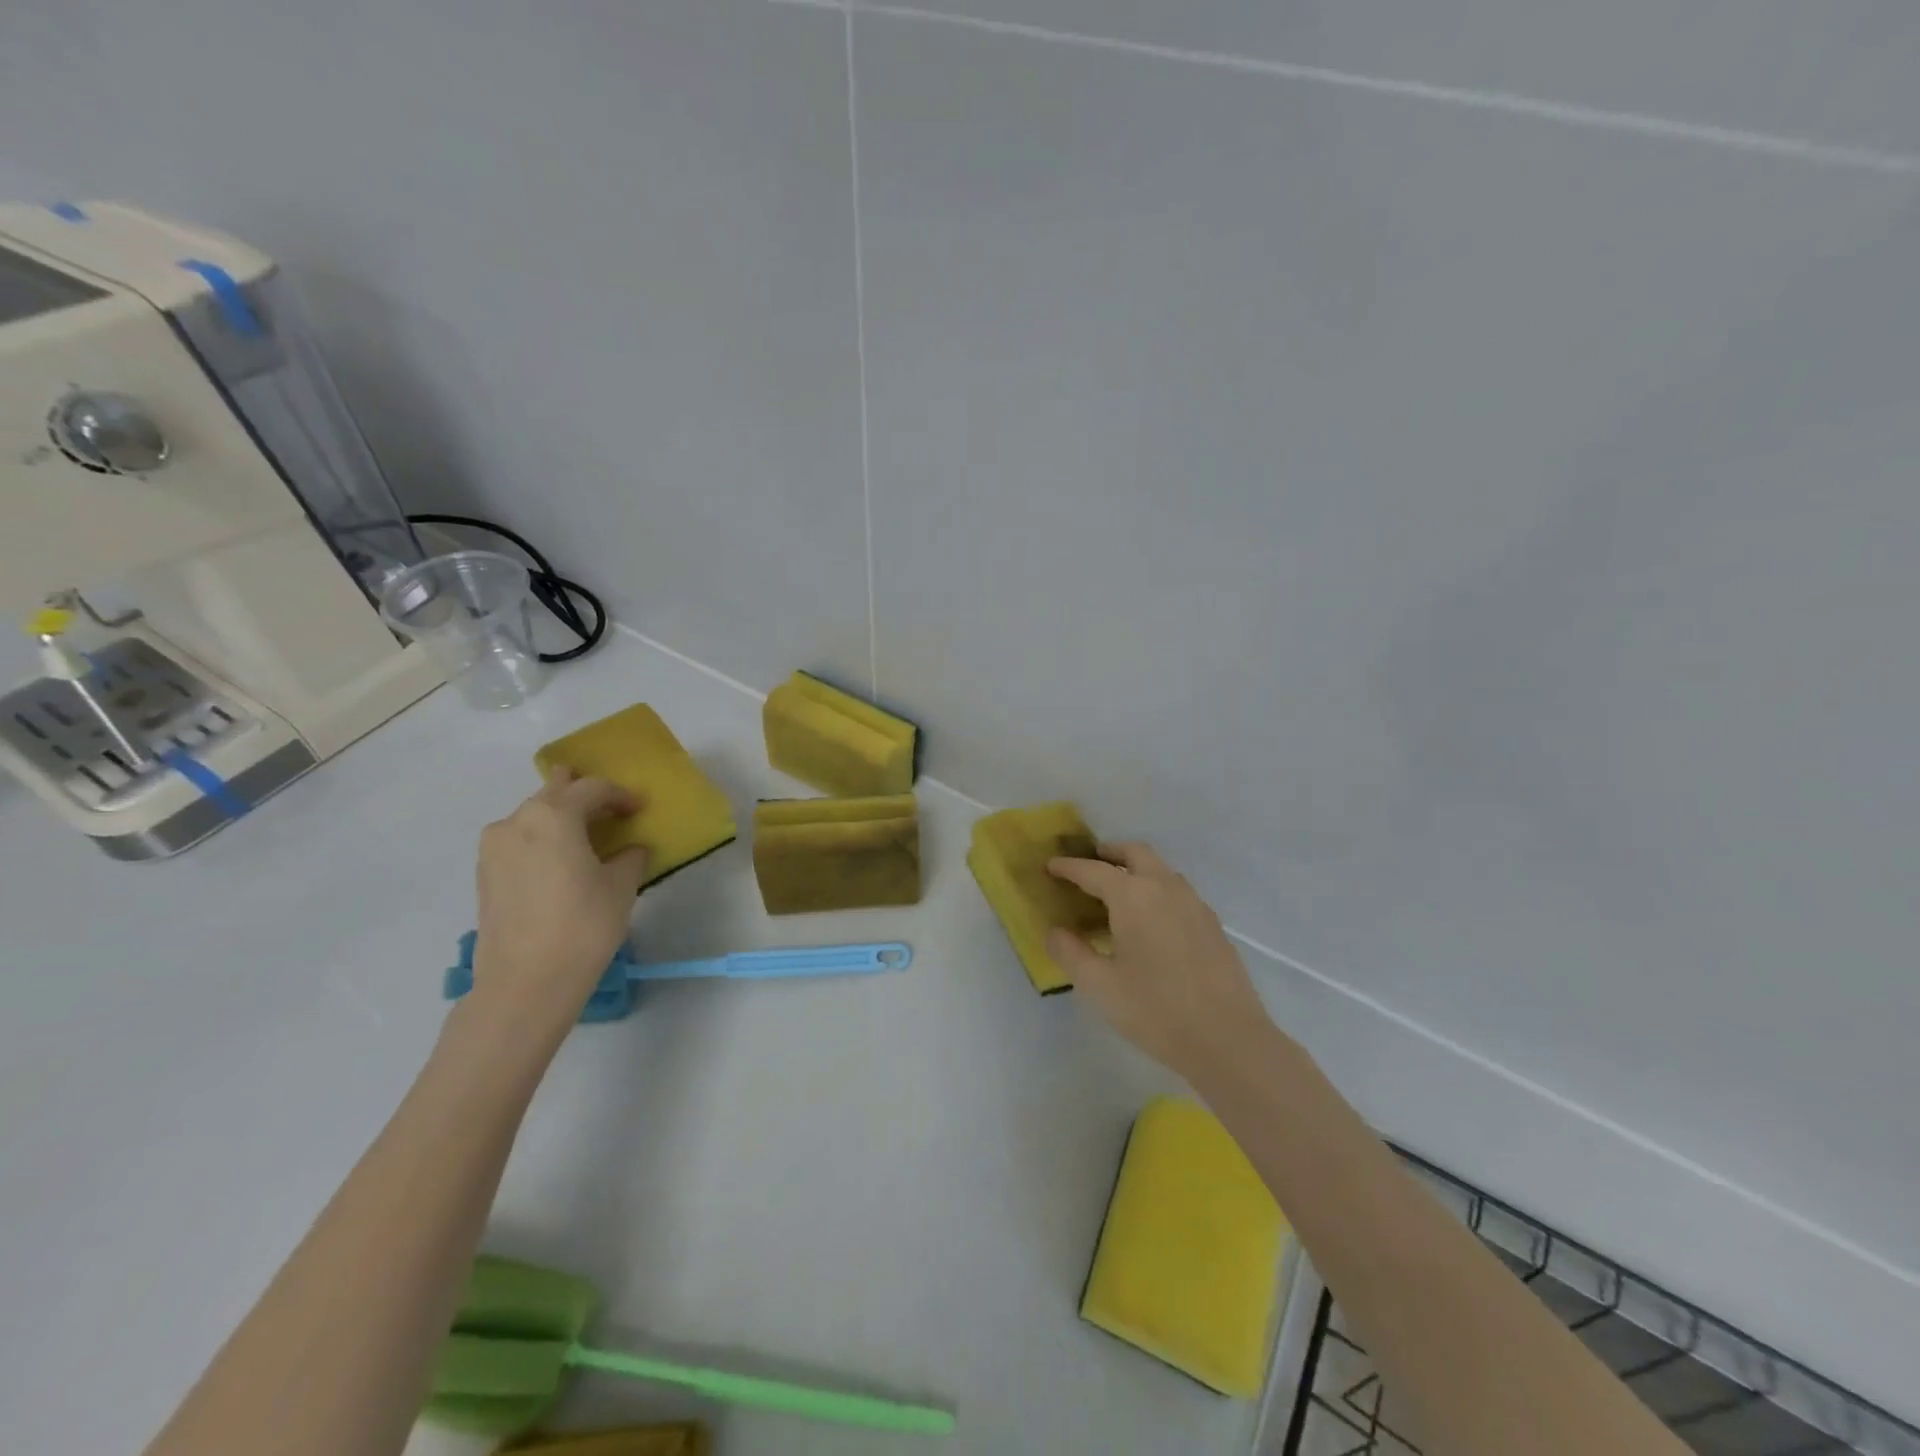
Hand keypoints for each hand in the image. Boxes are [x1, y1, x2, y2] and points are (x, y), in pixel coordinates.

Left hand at [469, 769, 650, 1030]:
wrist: (526, 983)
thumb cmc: (583, 926)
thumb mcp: (621, 887)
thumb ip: (630, 858)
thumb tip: (630, 850)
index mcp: (553, 816)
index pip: (592, 789)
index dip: (620, 795)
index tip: (639, 808)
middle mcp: (517, 821)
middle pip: (554, 794)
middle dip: (582, 796)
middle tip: (609, 806)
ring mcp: (494, 848)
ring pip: (533, 817)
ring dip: (560, 817)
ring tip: (585, 832)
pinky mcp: (485, 874)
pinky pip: (519, 841)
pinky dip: (542, 839)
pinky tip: (560, 858)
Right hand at [1047, 842, 1273, 1080]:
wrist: (1228, 1040)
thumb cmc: (1155, 1011)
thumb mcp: (1099, 986)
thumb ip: (1070, 953)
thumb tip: (1054, 932)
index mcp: (1133, 897)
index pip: (1093, 871)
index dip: (1069, 867)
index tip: (1051, 866)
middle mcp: (1165, 889)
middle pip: (1136, 853)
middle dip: (1110, 852)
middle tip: (1091, 862)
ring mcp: (1194, 904)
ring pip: (1161, 870)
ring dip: (1137, 868)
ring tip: (1120, 891)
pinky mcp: (1212, 925)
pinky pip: (1178, 891)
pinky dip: (1158, 890)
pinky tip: (1153, 920)